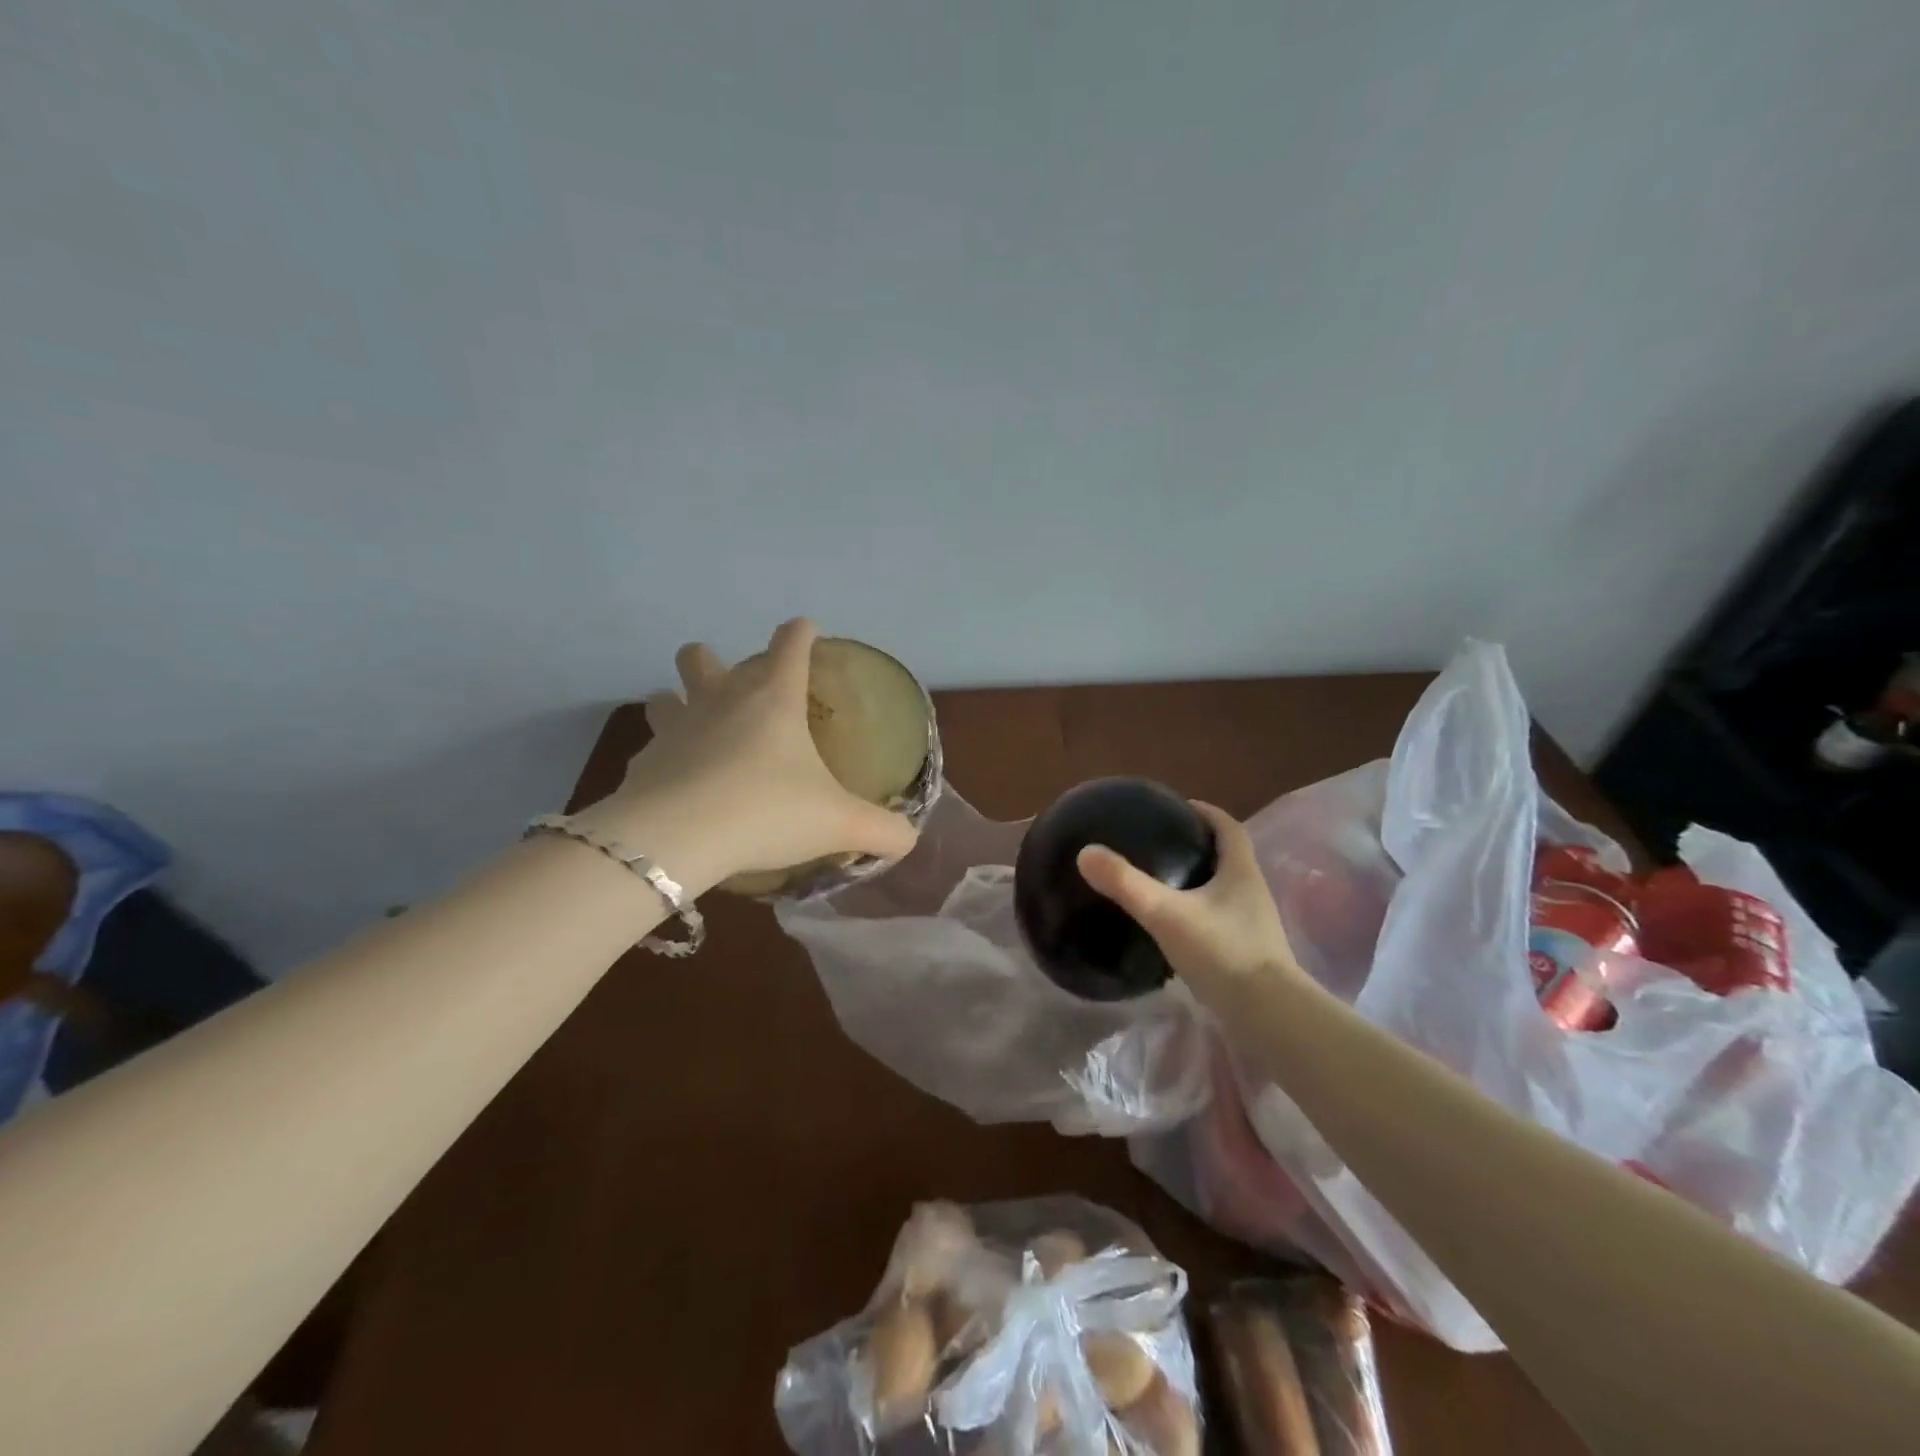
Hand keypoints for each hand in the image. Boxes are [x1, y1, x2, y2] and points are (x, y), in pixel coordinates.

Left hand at [579, 619, 919, 892]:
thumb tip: (910, 838)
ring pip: (664, 695)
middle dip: (716, 661)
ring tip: (698, 731)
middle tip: (737, 693)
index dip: (801, 633)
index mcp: (772, 699)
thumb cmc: (767, 811)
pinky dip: (665, 760)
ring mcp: (674, 729)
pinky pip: (651, 750)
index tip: (806, 631)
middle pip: (702, 656)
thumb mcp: (839, 824)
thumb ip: (882, 830)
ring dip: (678, 703)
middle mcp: (719, 701)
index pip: (789, 644)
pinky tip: (679, 787)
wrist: (677, 840)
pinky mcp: (642, 764)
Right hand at [1076, 803, 1303, 1005]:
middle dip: (1197, 846)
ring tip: (1160, 883)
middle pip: (1227, 857)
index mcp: (1241, 872)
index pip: (1227, 827)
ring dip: (1197, 882)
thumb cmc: (1223, 953)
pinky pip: (1219, 921)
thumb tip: (1086, 852)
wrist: (1269, 1017)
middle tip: (1160, 844)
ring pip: (1222, 891)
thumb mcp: (1166, 914)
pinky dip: (1197, 914)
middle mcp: (1252, 893)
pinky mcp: (1248, 954)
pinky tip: (1172, 928)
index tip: (1177, 807)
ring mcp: (1253, 926)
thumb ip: (1127, 884)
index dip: (1205, 812)